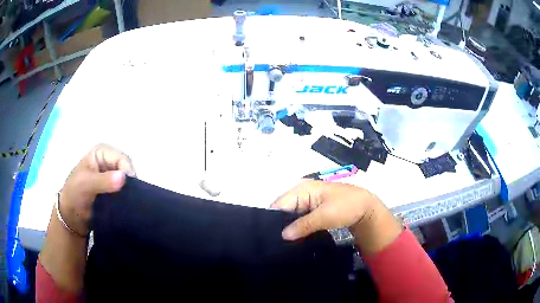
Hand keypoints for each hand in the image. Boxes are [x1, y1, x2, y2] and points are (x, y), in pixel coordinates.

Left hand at [59, 144, 135, 235]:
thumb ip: (103, 181)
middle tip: (128, 198)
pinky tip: (125, 205)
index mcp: (101, 153)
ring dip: (128, 192)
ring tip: (127, 203)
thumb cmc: (75, 193)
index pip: (122, 158)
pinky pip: (125, 192)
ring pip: (127, 182)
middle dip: (129, 183)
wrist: (71, 216)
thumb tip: (123, 177)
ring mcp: (111, 176)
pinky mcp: (113, 190)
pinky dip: (126, 198)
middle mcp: (108, 162)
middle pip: (127, 169)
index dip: (126, 172)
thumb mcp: (86, 184)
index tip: (127, 190)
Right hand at [271, 180, 401, 254]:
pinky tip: (293, 238)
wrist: (366, 208)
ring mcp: (307, 201)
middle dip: (279, 224)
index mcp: (302, 189)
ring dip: (287, 227)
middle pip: (282, 209)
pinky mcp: (312, 209)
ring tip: (281, 243)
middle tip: (275, 243)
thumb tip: (283, 235)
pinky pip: (298, 218)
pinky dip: (296, 227)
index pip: (279, 204)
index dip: (272, 219)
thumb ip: (303, 225)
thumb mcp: (325, 216)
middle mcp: (301, 192)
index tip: (269, 238)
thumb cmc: (346, 207)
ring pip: (289, 215)